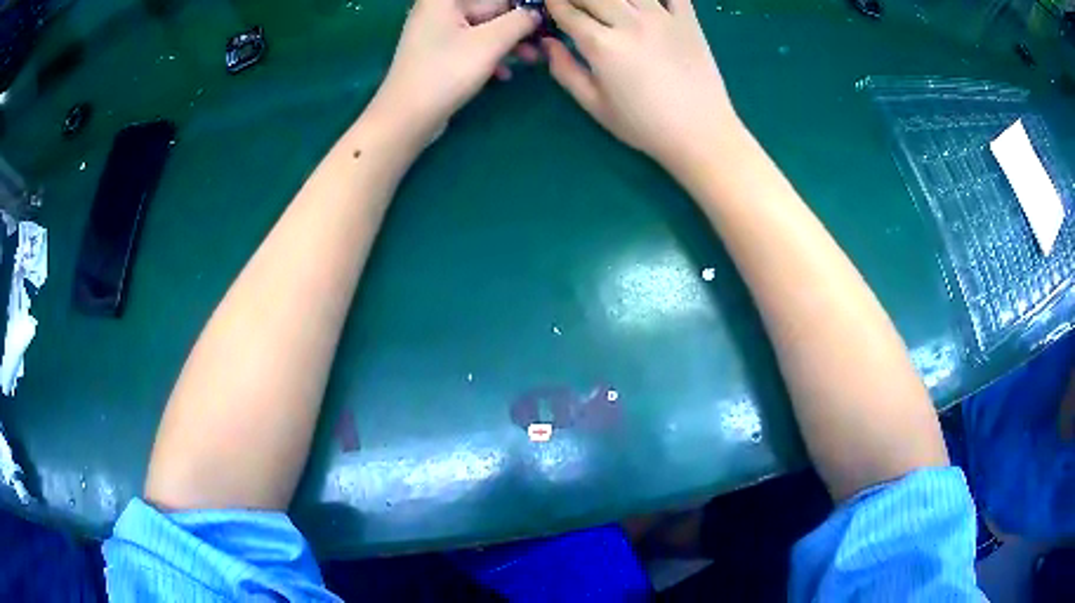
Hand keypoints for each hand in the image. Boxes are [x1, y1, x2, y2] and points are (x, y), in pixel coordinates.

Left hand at [367, 0, 540, 144]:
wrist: (406, 119)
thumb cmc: (446, 73)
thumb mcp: (490, 43)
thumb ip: (520, 22)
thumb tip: (536, 14)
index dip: (522, 8)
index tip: (543, 21)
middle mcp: (439, 9)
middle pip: (490, 9)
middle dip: (517, 27)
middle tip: (542, 44)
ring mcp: (436, 32)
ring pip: (484, 29)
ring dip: (508, 43)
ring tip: (530, 60)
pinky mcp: (438, 53)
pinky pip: (471, 45)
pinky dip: (489, 56)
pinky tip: (503, 74)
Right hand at [543, 0, 738, 168]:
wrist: (701, 132)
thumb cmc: (644, 125)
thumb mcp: (595, 105)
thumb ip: (565, 70)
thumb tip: (548, 43)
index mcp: (602, 45)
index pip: (567, 12)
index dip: (553, 4)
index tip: (549, 5)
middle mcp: (629, 22)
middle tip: (575, 5)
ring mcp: (661, 17)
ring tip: (607, 5)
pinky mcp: (687, 19)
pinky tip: (644, 2)